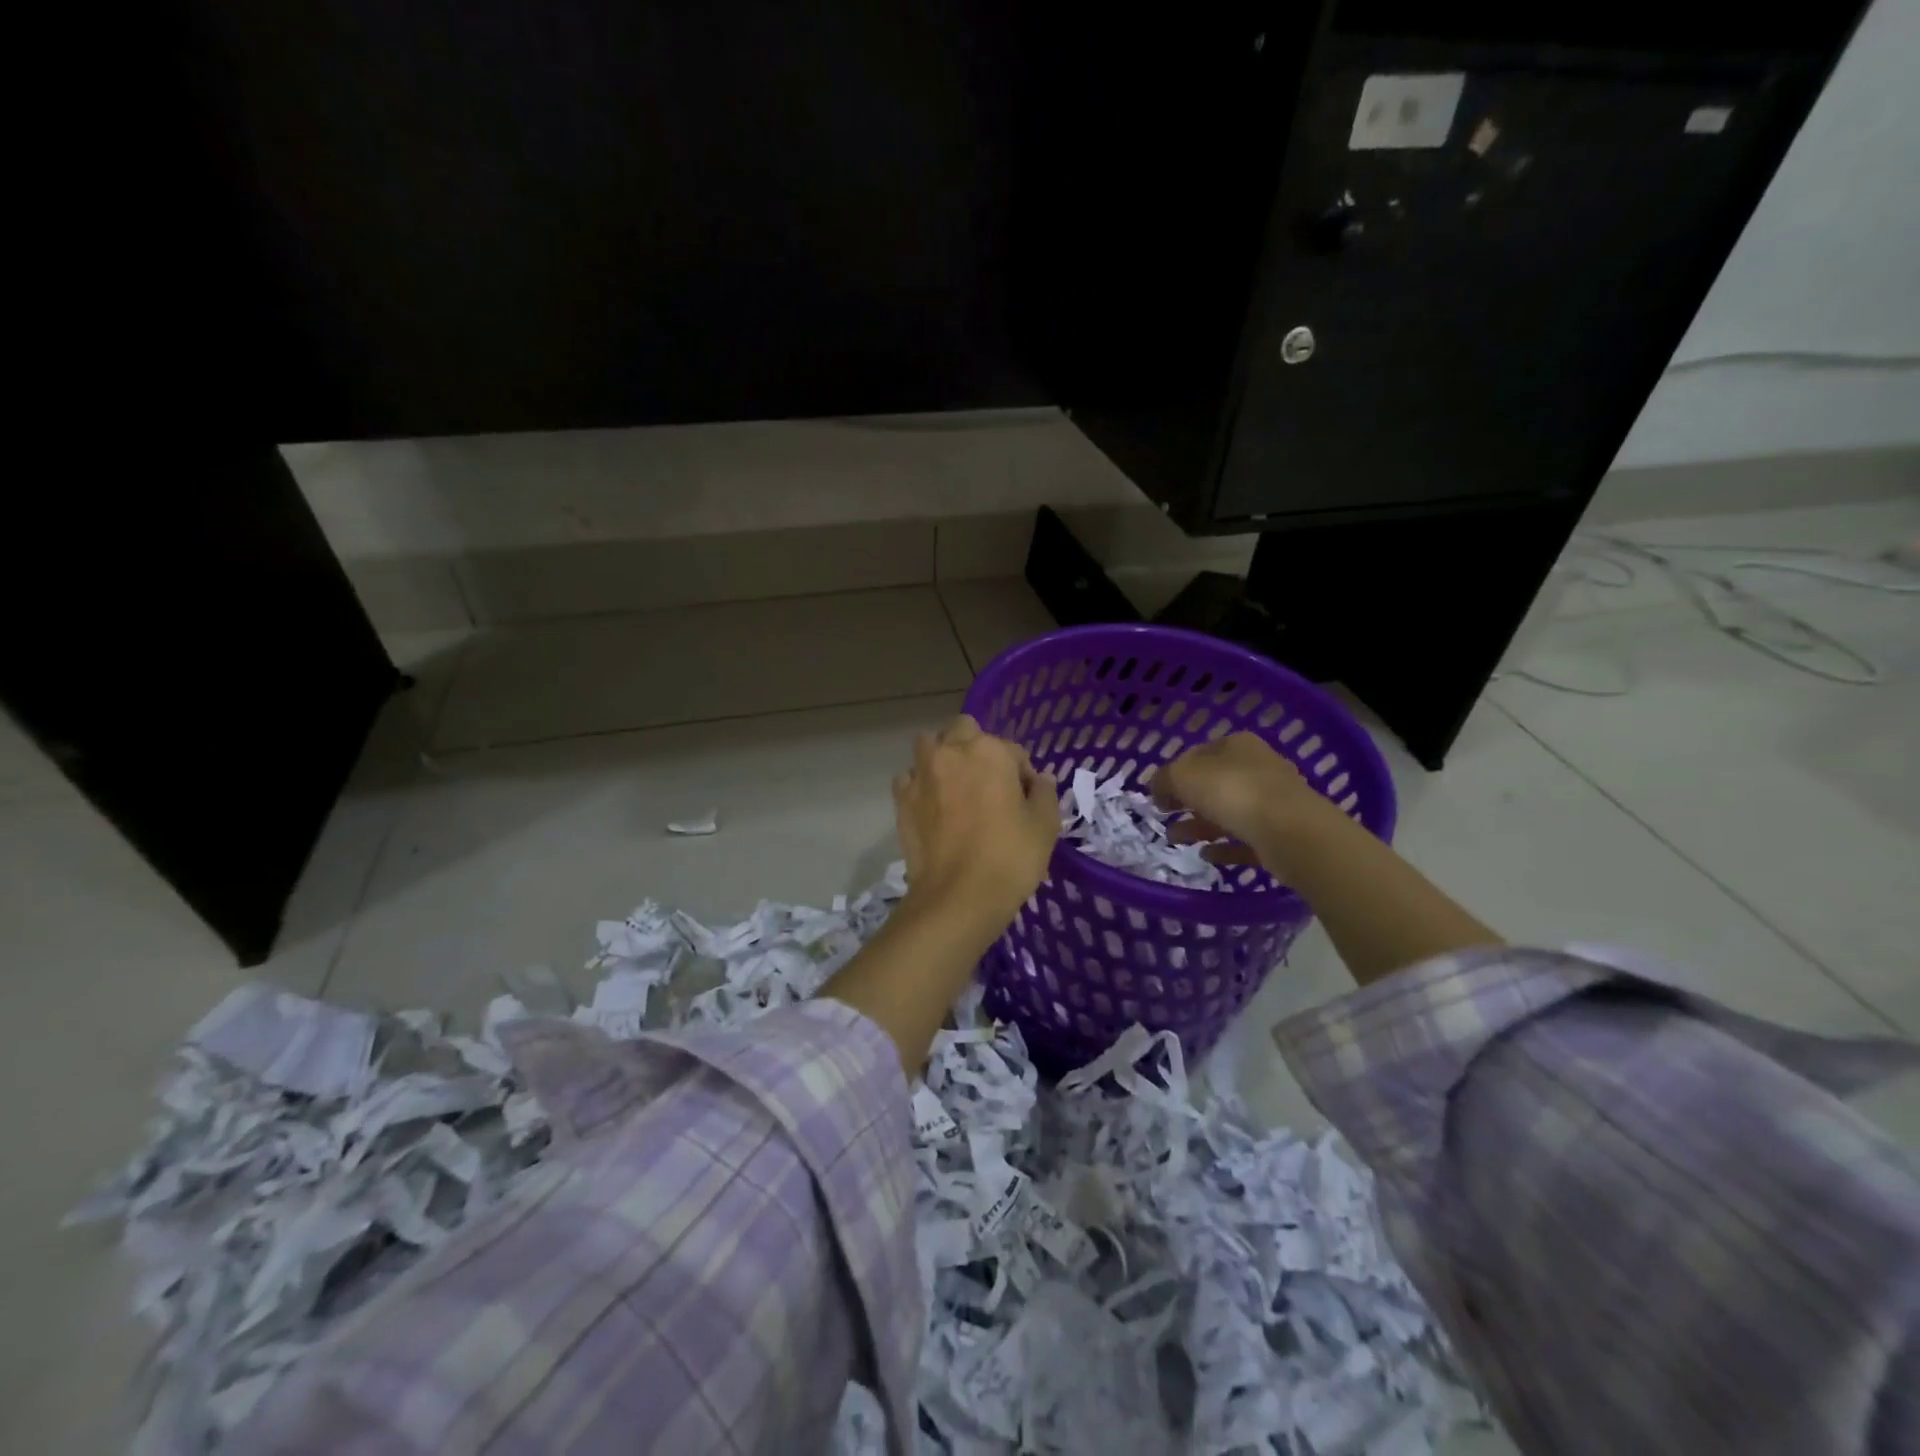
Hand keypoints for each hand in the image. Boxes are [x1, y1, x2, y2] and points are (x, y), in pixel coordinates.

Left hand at [892, 716, 1058, 919]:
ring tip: (956, 788)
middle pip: (963, 731)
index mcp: (989, 751)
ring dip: (943, 757)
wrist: (958, 896)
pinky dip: (920, 784)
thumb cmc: (1010, 857)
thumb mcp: (1045, 825)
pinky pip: (910, 777)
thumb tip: (1039, 779)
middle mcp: (951, 751)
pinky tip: (932, 806)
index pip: (1012, 750)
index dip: (1022, 774)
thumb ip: (1045, 793)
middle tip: (988, 784)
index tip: (1025, 800)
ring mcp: (921, 773)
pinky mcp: (901, 798)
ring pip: (930, 746)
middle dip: (976, 748)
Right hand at [1152, 732, 1340, 869]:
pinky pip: (1245, 840)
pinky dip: (1225, 847)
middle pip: (1215, 783)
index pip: (1199, 753)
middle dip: (1187, 800)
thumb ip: (1163, 779)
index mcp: (1237, 745)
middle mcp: (1258, 767)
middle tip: (1164, 815)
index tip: (1157, 793)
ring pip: (1228, 812)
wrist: (1291, 832)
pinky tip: (1206, 855)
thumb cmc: (1231, 791)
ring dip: (1200, 825)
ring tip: (1175, 840)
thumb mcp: (1182, 776)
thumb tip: (1157, 787)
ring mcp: (1273, 802)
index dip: (1175, 772)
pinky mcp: (1281, 834)